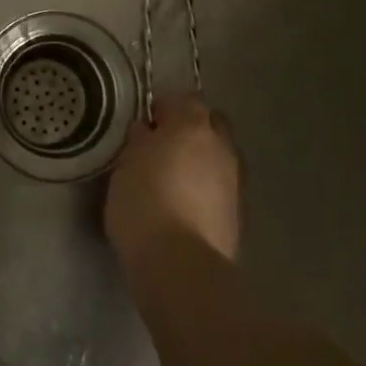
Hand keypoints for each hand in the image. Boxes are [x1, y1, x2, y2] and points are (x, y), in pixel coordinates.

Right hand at [105, 94, 240, 266]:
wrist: (180, 266)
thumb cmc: (143, 203)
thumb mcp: (125, 164)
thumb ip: (140, 141)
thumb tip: (149, 132)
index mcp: (192, 125)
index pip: (185, 99)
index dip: (165, 108)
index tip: (147, 125)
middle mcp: (221, 146)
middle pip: (211, 124)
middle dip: (192, 130)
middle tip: (164, 148)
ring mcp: (235, 181)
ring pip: (220, 157)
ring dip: (202, 162)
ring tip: (175, 181)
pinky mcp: (239, 215)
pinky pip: (222, 189)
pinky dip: (208, 191)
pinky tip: (187, 208)